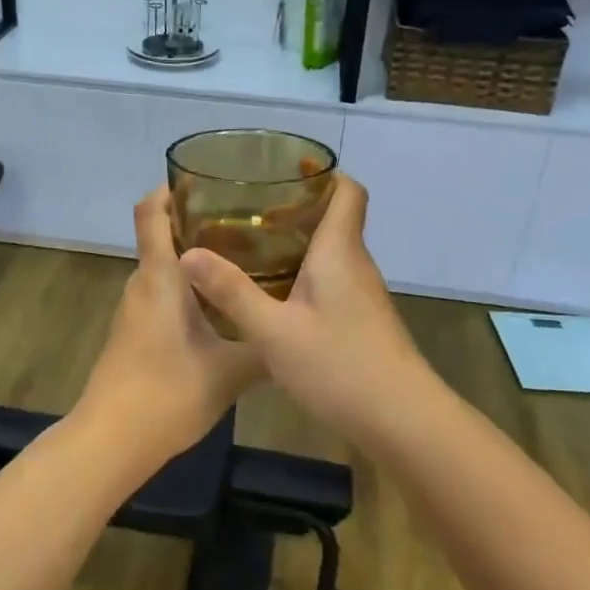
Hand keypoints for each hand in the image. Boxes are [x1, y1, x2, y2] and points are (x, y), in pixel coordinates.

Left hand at [74, 188, 262, 466]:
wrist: (112, 441)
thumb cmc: (168, 393)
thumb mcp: (230, 371)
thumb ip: (264, 348)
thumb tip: (297, 333)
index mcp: (160, 278)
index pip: (150, 212)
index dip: (169, 188)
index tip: (203, 180)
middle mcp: (142, 284)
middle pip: (161, 236)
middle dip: (198, 222)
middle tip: (247, 222)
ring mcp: (134, 310)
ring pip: (164, 269)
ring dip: (195, 259)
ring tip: (243, 260)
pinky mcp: (133, 333)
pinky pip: (161, 295)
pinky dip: (188, 288)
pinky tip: (221, 306)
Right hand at [180, 174, 431, 440]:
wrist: (402, 420)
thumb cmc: (340, 365)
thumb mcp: (273, 331)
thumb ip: (232, 292)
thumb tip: (187, 253)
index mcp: (339, 251)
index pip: (347, 191)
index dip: (325, 173)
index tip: (288, 169)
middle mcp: (355, 264)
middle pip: (335, 218)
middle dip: (296, 207)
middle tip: (249, 210)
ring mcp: (363, 294)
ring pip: (332, 252)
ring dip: (298, 242)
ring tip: (252, 247)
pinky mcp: (362, 320)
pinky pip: (332, 279)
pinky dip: (305, 273)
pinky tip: (275, 294)